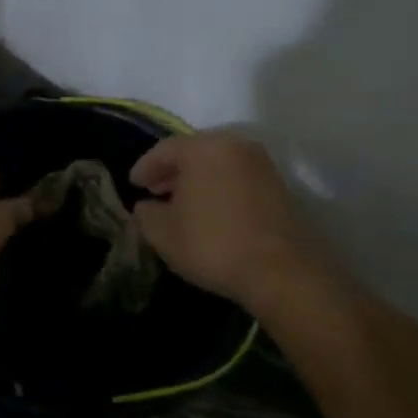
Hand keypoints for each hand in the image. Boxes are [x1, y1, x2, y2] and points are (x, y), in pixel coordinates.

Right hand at [130, 129, 341, 314]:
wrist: (283, 272)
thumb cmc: (214, 244)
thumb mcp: (163, 233)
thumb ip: (146, 213)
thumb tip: (147, 206)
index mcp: (203, 148)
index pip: (164, 150)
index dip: (144, 168)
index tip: (133, 185)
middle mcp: (234, 145)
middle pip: (193, 152)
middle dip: (172, 171)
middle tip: (155, 191)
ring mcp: (261, 164)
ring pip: (217, 164)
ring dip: (196, 180)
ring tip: (181, 204)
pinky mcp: (279, 185)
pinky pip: (237, 177)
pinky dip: (219, 188)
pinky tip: (210, 212)